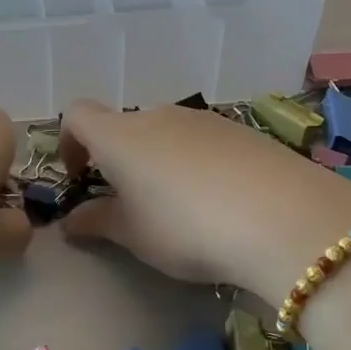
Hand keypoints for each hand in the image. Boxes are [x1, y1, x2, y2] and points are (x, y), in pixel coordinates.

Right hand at [56, 99, 350, 298]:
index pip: (78, 114)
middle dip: (121, 160)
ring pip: (167, 133)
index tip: (79, 176)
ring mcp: (203, 119)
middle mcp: (158, 115)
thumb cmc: (186, 227)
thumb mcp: (134, 235)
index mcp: (120, 135)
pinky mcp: (241, 130)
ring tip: (181, 208)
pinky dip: (198, 163)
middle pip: (126, 126)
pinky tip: (221, 200)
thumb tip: (70, 221)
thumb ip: (97, 222)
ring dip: (160, 162)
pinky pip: (204, 142)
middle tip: (133, 205)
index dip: (69, 141)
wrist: (280, 216)